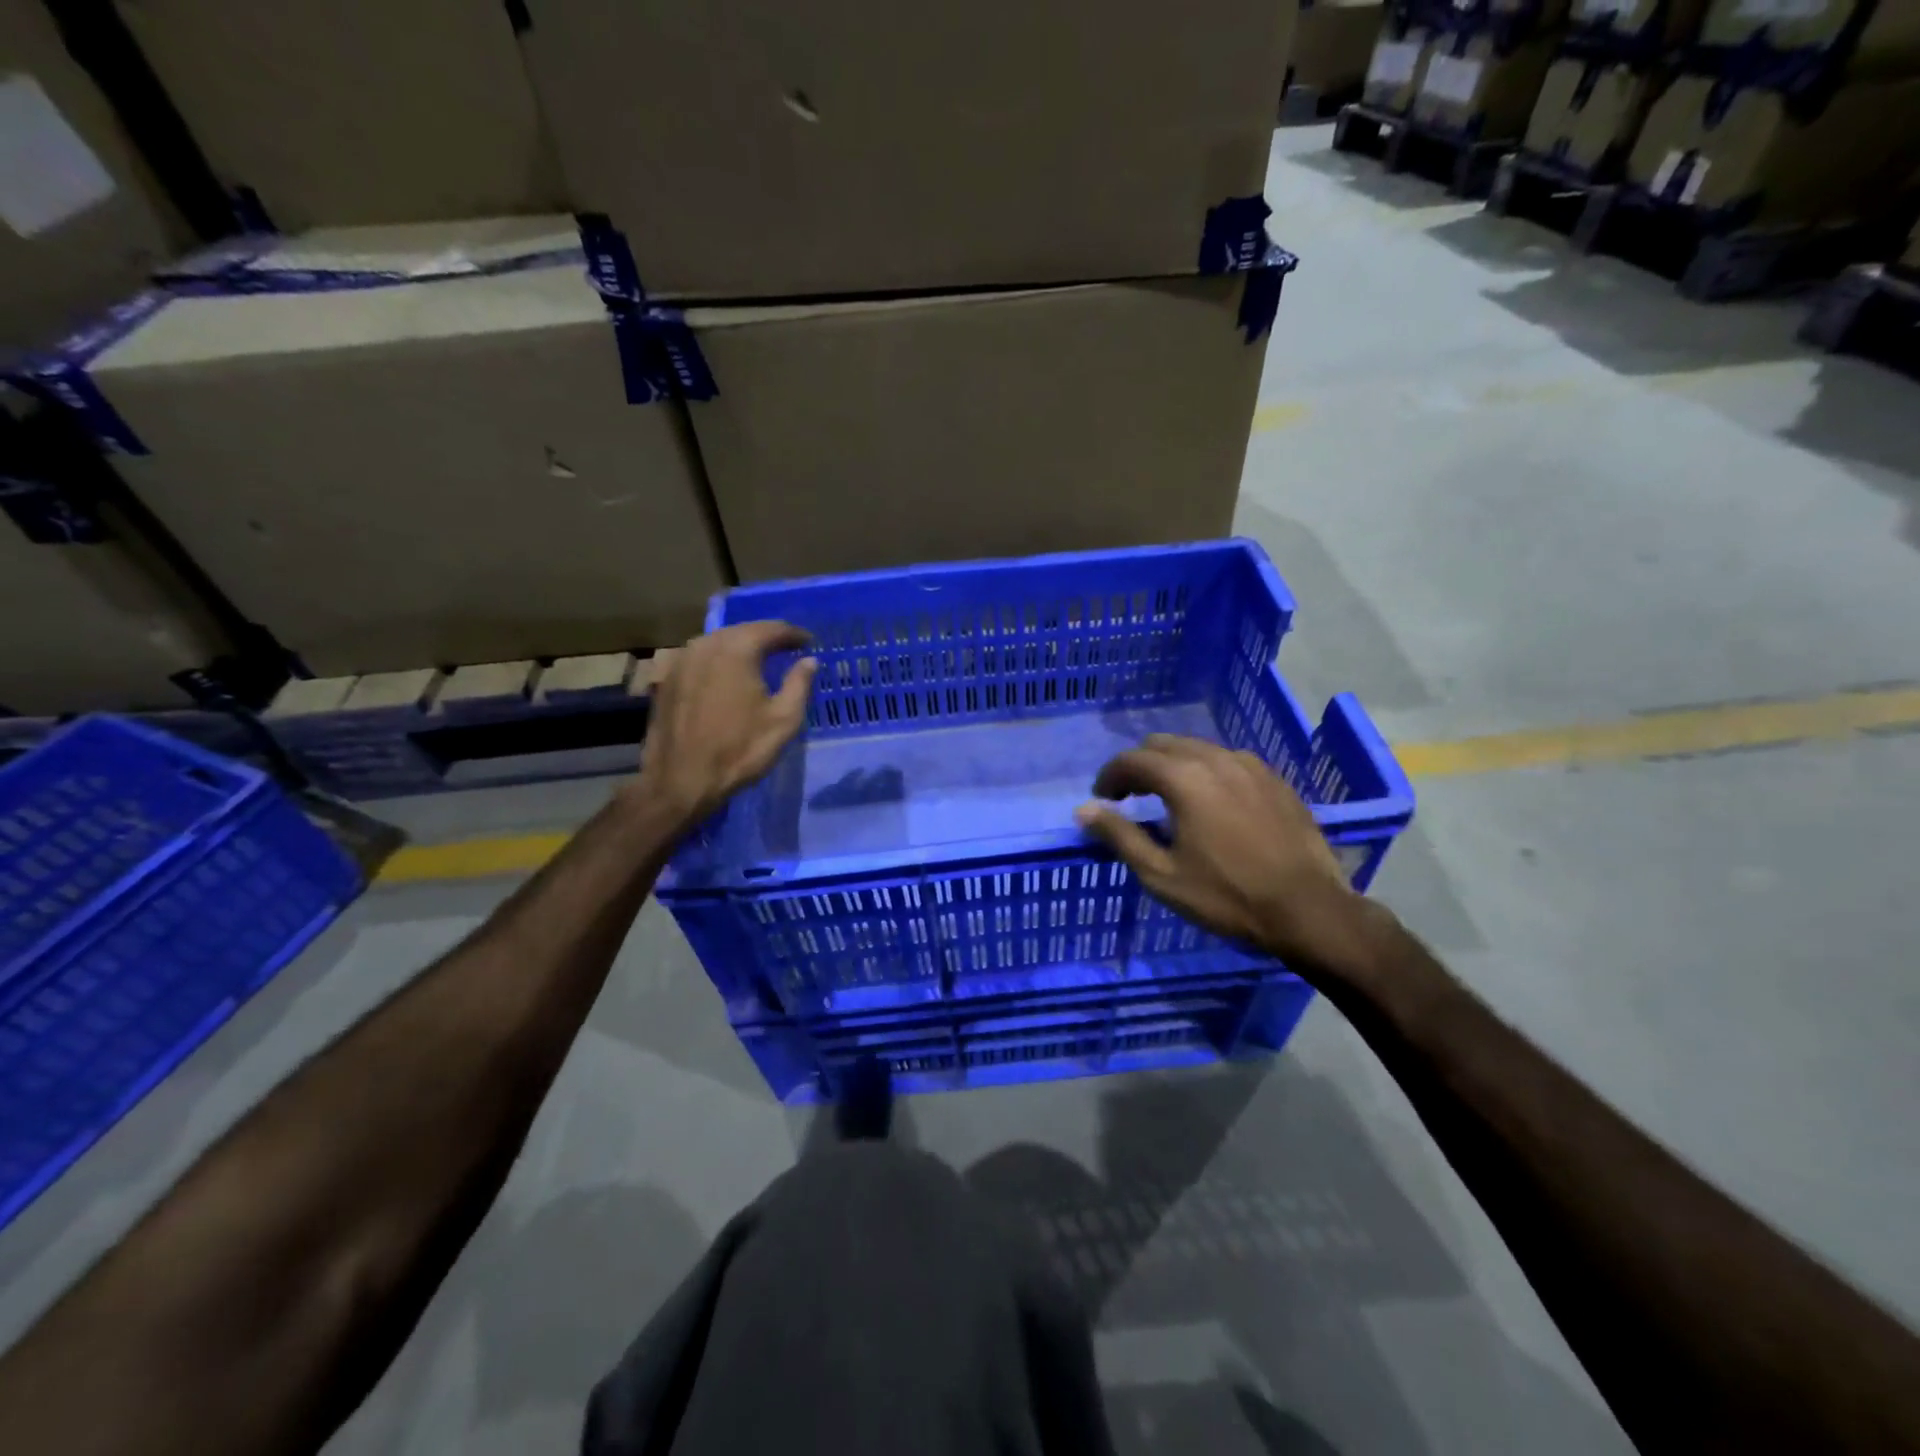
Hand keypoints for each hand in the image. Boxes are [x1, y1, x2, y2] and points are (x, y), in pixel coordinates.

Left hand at [632, 622, 817, 828]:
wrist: (681, 780)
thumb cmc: (739, 750)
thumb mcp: (783, 720)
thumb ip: (799, 684)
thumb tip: (809, 660)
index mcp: (736, 650)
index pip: (771, 629)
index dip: (793, 634)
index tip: (807, 642)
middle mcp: (706, 646)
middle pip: (741, 631)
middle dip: (765, 637)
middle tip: (785, 647)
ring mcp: (682, 661)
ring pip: (717, 643)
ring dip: (740, 647)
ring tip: (759, 659)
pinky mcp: (668, 680)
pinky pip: (700, 659)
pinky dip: (719, 661)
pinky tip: (727, 676)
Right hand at [1075, 735, 1375, 975]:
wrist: (1308, 910)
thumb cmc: (1226, 896)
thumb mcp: (1161, 874)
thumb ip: (1119, 835)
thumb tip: (1084, 810)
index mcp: (1184, 778)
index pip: (1132, 760)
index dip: (1110, 777)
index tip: (1102, 800)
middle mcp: (1215, 759)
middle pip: (1163, 745)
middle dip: (1139, 766)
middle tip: (1130, 798)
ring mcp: (1250, 765)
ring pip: (1197, 749)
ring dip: (1173, 765)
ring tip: (1168, 799)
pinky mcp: (1274, 779)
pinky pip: (1228, 761)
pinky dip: (1206, 771)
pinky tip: (1211, 802)